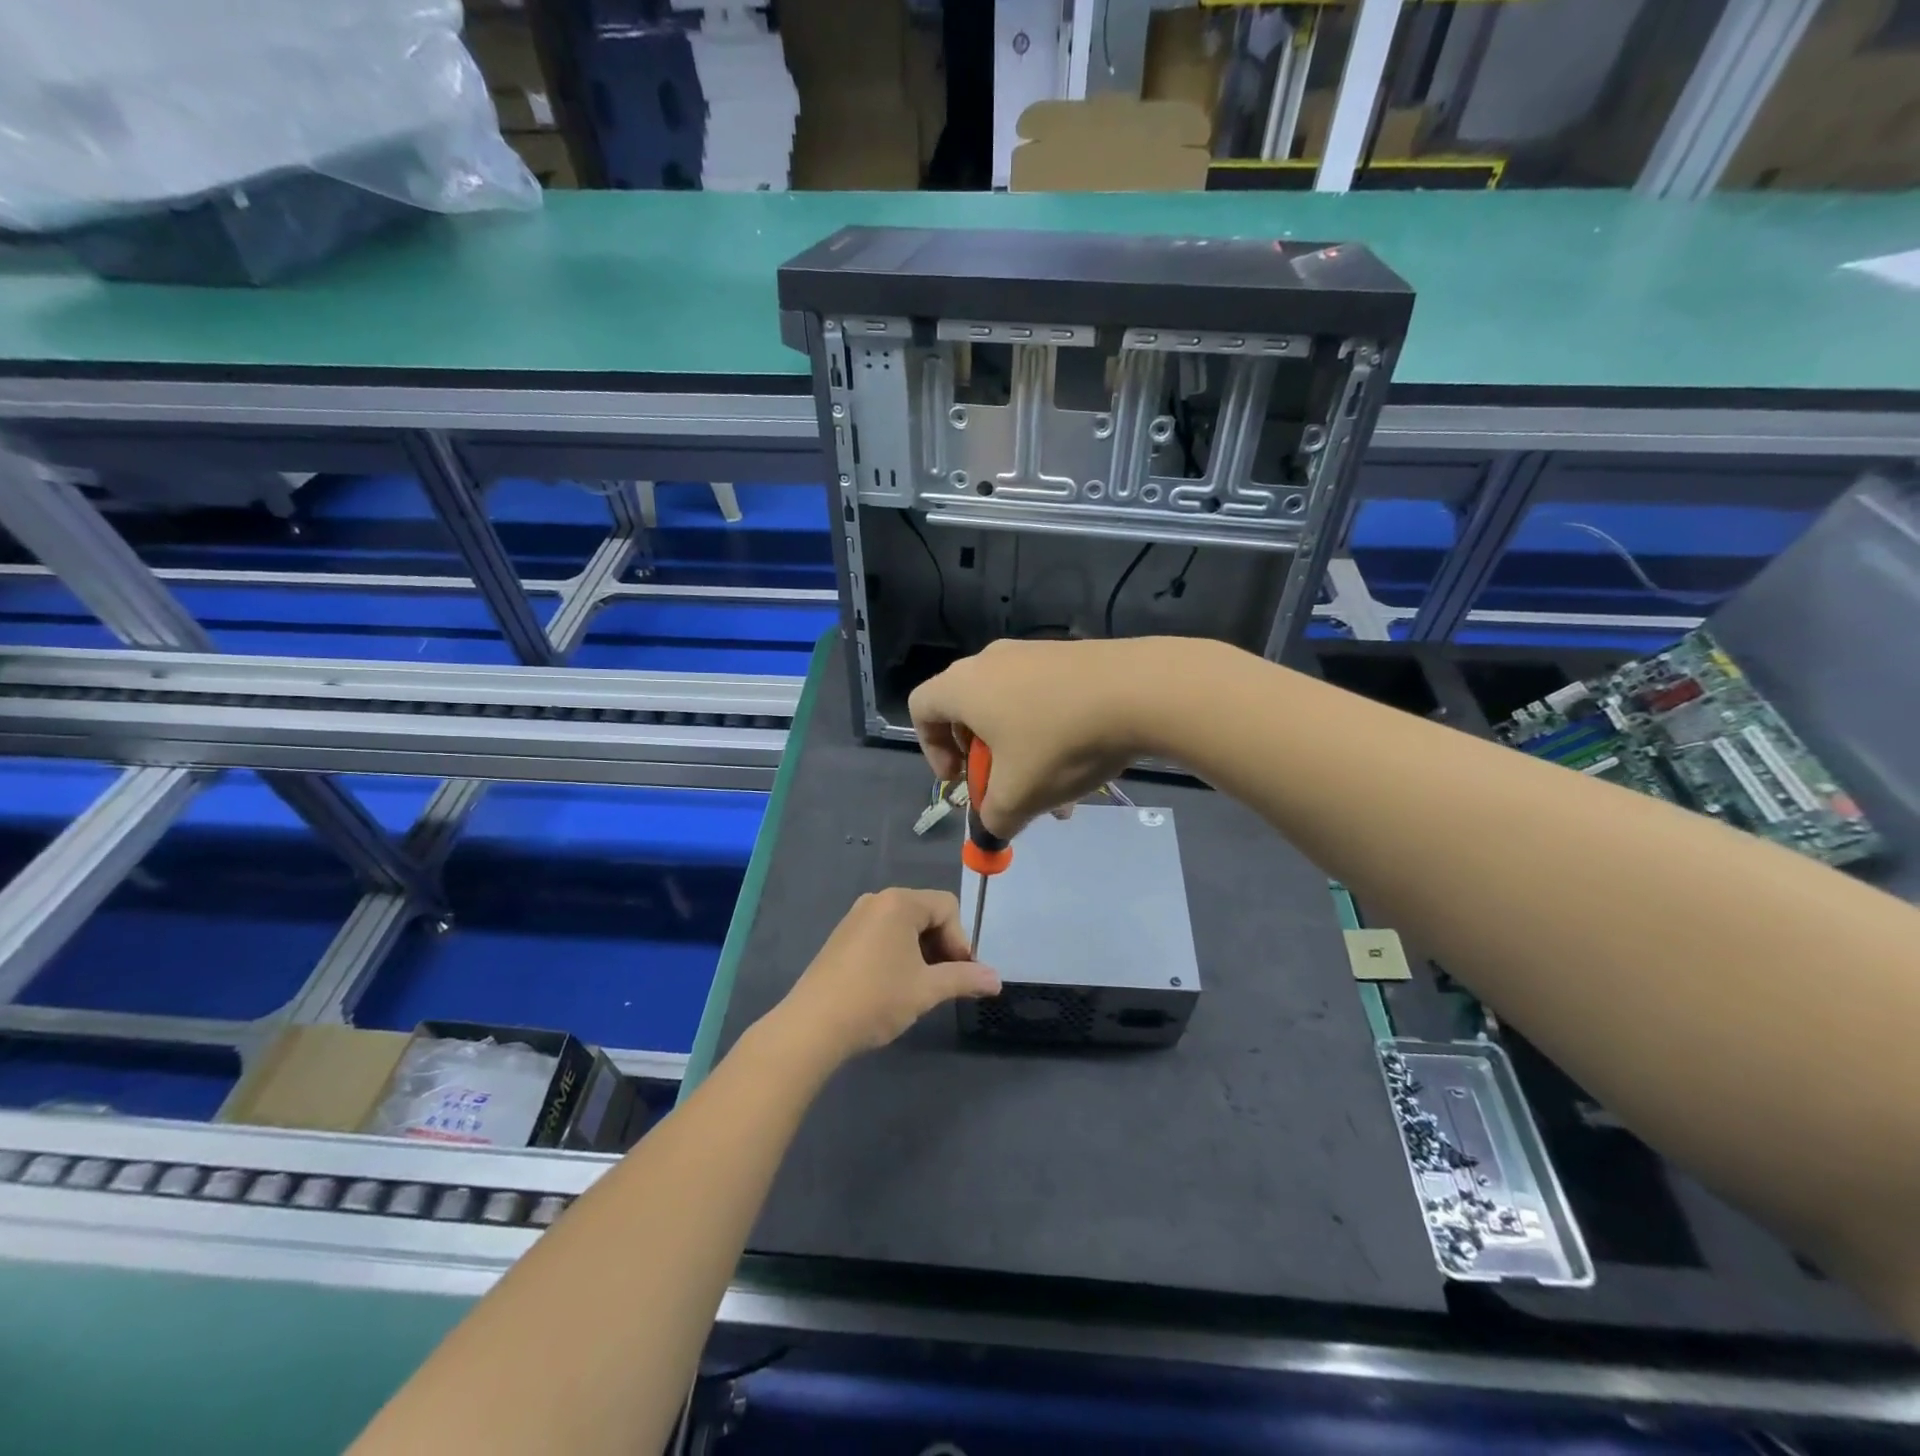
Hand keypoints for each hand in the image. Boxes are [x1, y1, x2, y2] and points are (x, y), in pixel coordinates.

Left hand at [770, 888, 1000, 1068]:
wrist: (812, 1026)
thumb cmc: (876, 999)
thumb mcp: (927, 990)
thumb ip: (964, 978)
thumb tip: (997, 980)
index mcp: (900, 902)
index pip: (948, 907)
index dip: (961, 940)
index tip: (959, 975)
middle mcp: (877, 900)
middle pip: (927, 913)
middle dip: (942, 946)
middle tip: (943, 983)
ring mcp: (856, 918)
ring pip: (905, 926)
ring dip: (922, 952)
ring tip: (920, 988)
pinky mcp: (842, 937)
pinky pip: (883, 934)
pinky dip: (898, 953)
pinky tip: (893, 986)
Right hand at [908, 637, 1157, 839]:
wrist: (1141, 690)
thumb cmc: (1060, 742)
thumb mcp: (1019, 795)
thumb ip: (994, 819)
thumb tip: (994, 827)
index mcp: (964, 686)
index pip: (921, 708)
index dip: (931, 749)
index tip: (961, 780)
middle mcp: (992, 661)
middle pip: (968, 712)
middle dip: (984, 760)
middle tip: (1006, 788)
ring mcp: (1034, 653)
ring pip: (1012, 710)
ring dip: (1022, 753)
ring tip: (1056, 792)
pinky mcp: (1070, 656)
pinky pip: (1043, 698)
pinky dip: (1049, 732)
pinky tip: (1082, 763)